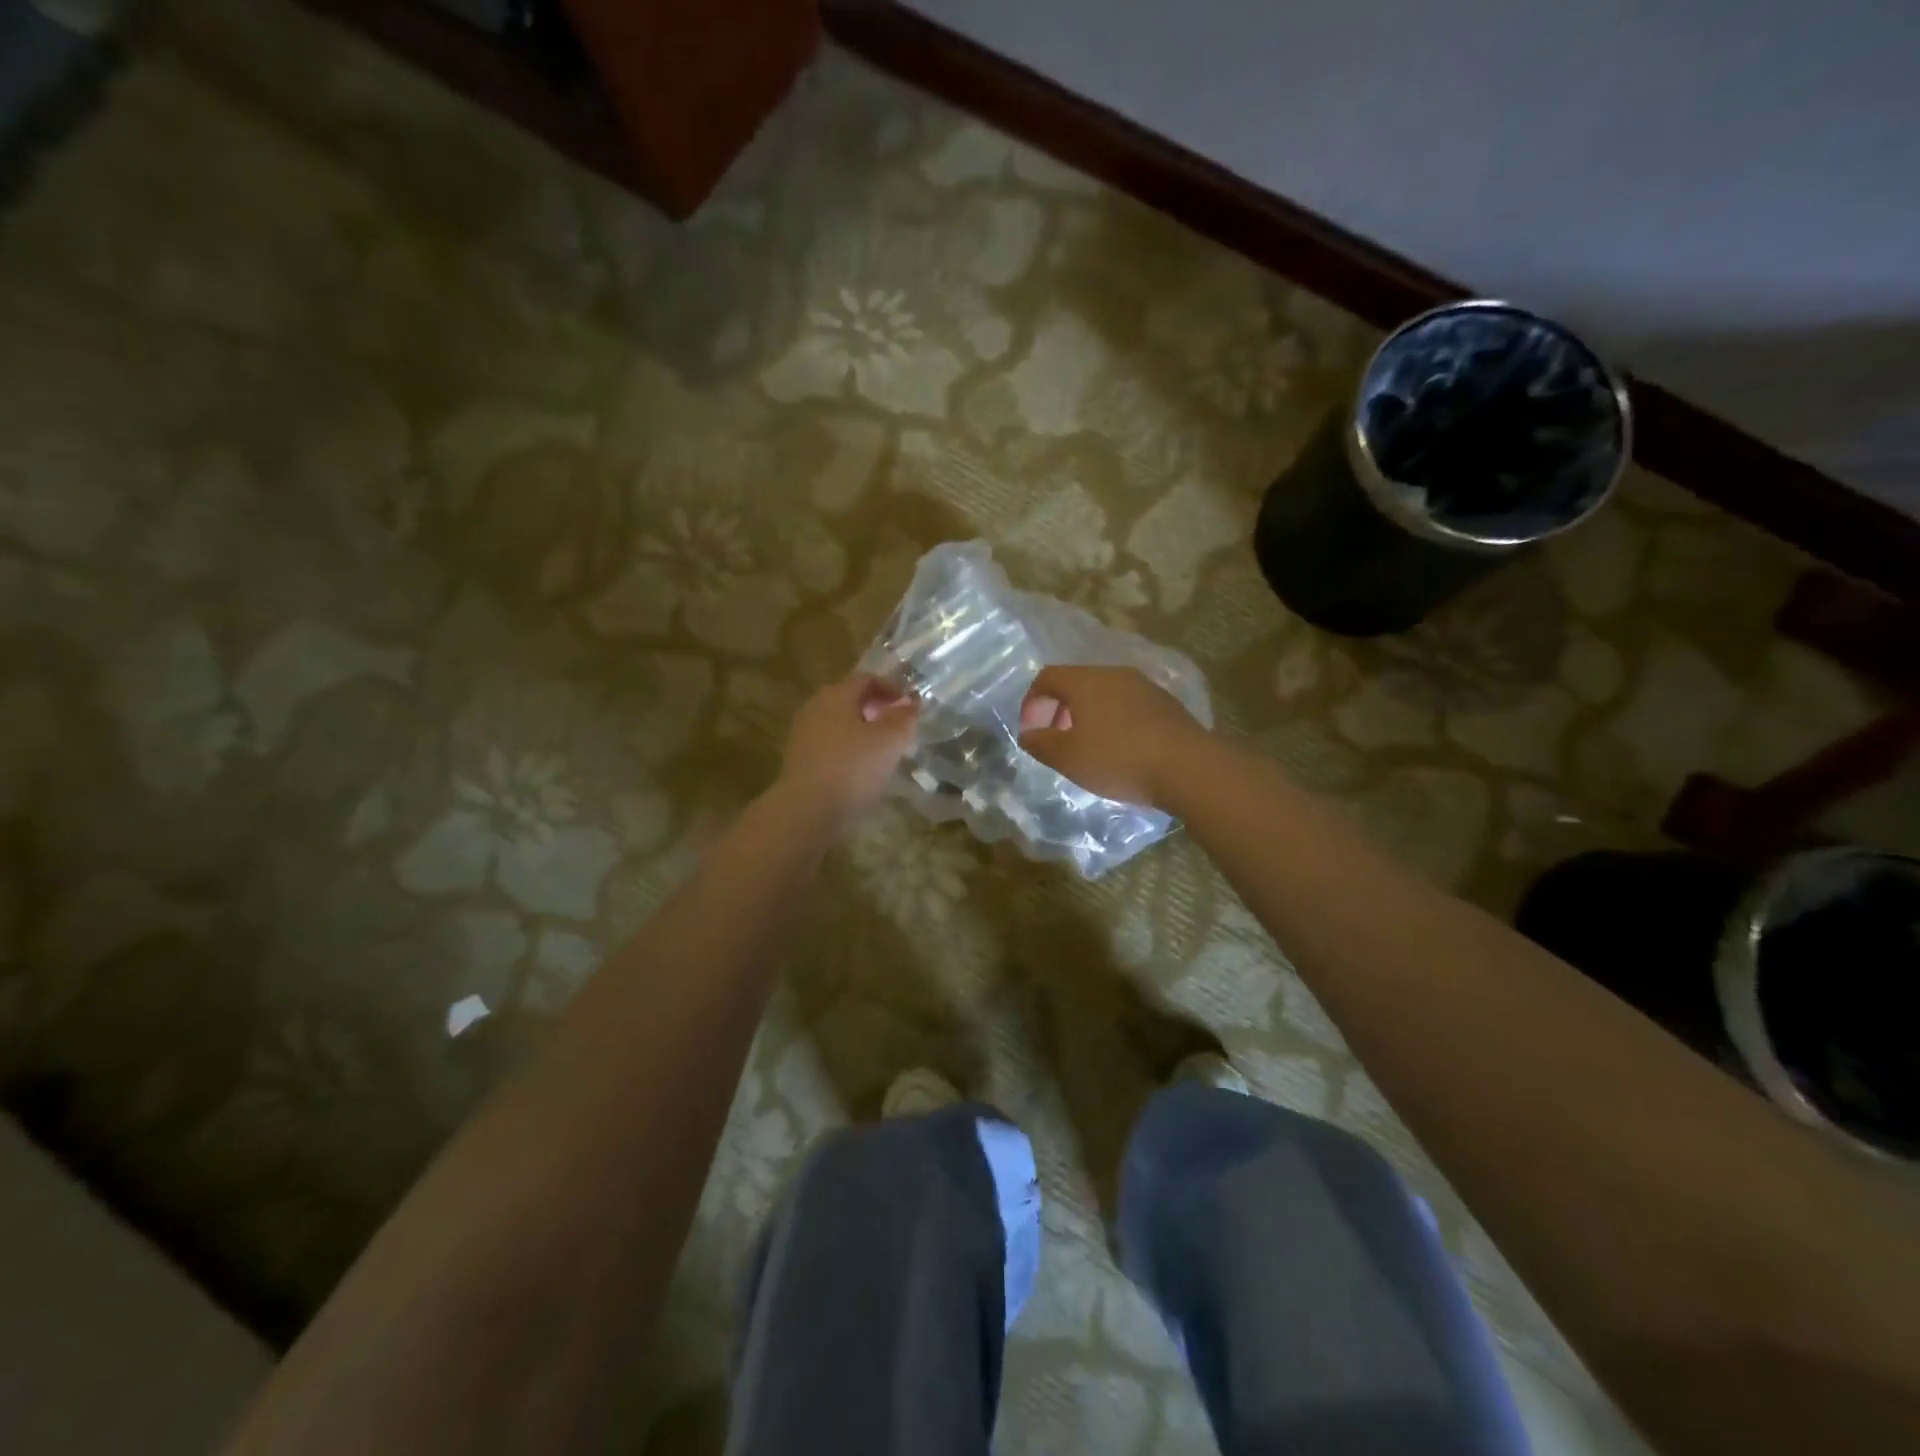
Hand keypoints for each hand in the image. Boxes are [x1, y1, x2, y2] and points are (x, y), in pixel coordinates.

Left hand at [777, 673, 919, 828]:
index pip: (866, 679)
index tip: (909, 708)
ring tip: (882, 751)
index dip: (891, 689)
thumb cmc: (853, 767)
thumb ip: (904, 718)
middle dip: (876, 709)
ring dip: (861, 731)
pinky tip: (859, 770)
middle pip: (849, 699)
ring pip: (838, 722)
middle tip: (897, 728)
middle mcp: (815, 707)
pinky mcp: (798, 759)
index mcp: (836, 694)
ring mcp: (802, 733)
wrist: (807, 810)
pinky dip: (847, 749)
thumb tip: (912, 702)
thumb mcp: (890, 741)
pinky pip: (828, 744)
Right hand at [1018, 666, 1207, 807]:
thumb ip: (1041, 743)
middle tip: (1056, 739)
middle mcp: (1114, 674)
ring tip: (1088, 746)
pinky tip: (1120, 748)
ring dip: (1088, 715)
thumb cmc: (1117, 759)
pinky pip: (1128, 705)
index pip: (1047, 677)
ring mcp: (1144, 686)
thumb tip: (1027, 734)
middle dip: (1059, 709)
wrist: (1187, 767)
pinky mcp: (1166, 703)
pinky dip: (1114, 720)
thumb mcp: (1068, 758)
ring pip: (1104, 693)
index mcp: (1086, 681)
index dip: (1031, 702)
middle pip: (1077, 683)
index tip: (1031, 730)